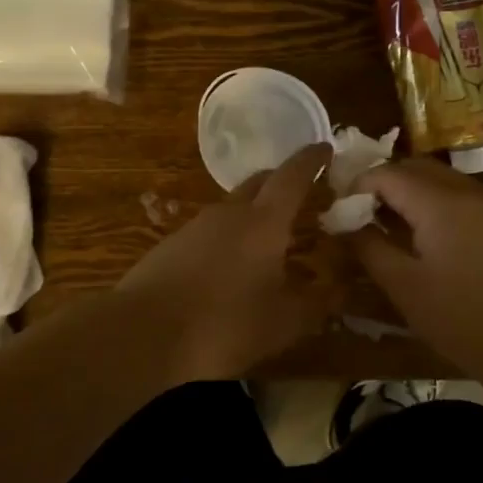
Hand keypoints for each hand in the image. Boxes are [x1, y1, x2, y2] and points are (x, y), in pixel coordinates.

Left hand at [116, 143, 333, 378]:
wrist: (141, 334)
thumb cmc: (223, 324)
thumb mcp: (282, 323)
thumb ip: (316, 305)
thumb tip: (341, 291)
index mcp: (264, 221)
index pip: (293, 176)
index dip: (312, 160)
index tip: (326, 148)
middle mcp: (230, 212)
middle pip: (260, 183)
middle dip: (282, 182)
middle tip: (302, 194)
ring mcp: (195, 226)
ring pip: (233, 207)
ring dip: (254, 213)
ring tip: (269, 238)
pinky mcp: (171, 245)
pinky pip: (210, 231)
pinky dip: (228, 237)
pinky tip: (229, 267)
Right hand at [348, 159, 482, 366]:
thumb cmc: (460, 318)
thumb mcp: (403, 285)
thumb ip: (369, 246)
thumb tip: (344, 222)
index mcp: (440, 202)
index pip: (387, 174)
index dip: (357, 187)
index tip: (339, 211)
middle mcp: (466, 189)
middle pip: (413, 167)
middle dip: (381, 183)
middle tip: (358, 214)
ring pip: (437, 176)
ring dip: (407, 189)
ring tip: (386, 223)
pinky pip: (456, 192)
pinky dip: (431, 199)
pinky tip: (421, 232)